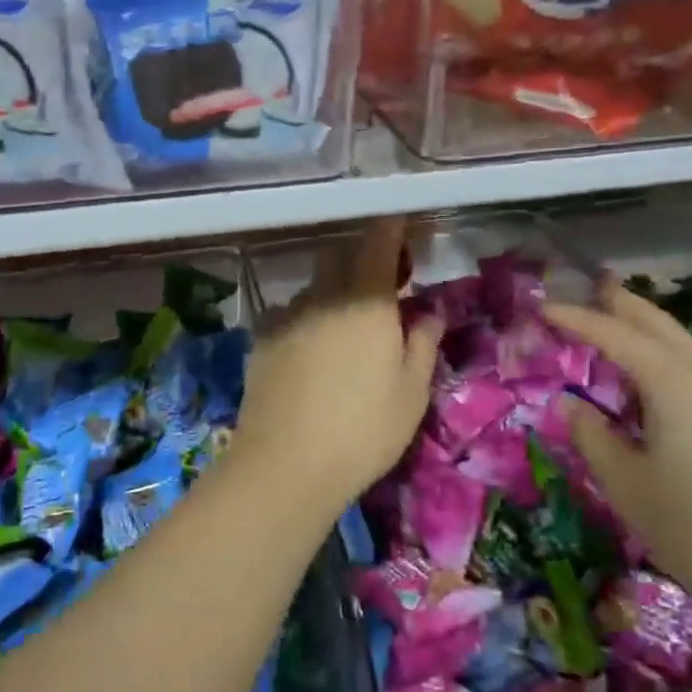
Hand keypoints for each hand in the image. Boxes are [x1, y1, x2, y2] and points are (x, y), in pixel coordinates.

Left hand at [232, 218, 442, 510]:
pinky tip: (313, 354)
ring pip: (315, 287)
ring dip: (334, 292)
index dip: (391, 228)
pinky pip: (291, 314)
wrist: (285, 464)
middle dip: (362, 260)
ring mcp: (287, 315)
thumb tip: (429, 311)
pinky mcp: (262, 339)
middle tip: (384, 288)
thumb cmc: (364, 429)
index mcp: (366, 300)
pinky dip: (308, 320)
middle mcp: (323, 295)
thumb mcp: (412, 392)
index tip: (402, 227)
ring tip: (347, 330)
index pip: (378, 242)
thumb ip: (423, 342)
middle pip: (341, 257)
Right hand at [546, 281, 691, 638]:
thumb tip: (572, 404)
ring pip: (682, 342)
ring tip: (612, 319)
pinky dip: (664, 352)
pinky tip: (649, 371)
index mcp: (675, 383)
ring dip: (644, 326)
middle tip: (585, 288)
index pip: (615, 335)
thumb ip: (592, 435)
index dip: (576, 319)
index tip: (542, 307)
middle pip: (658, 323)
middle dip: (619, 304)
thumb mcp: (625, 483)